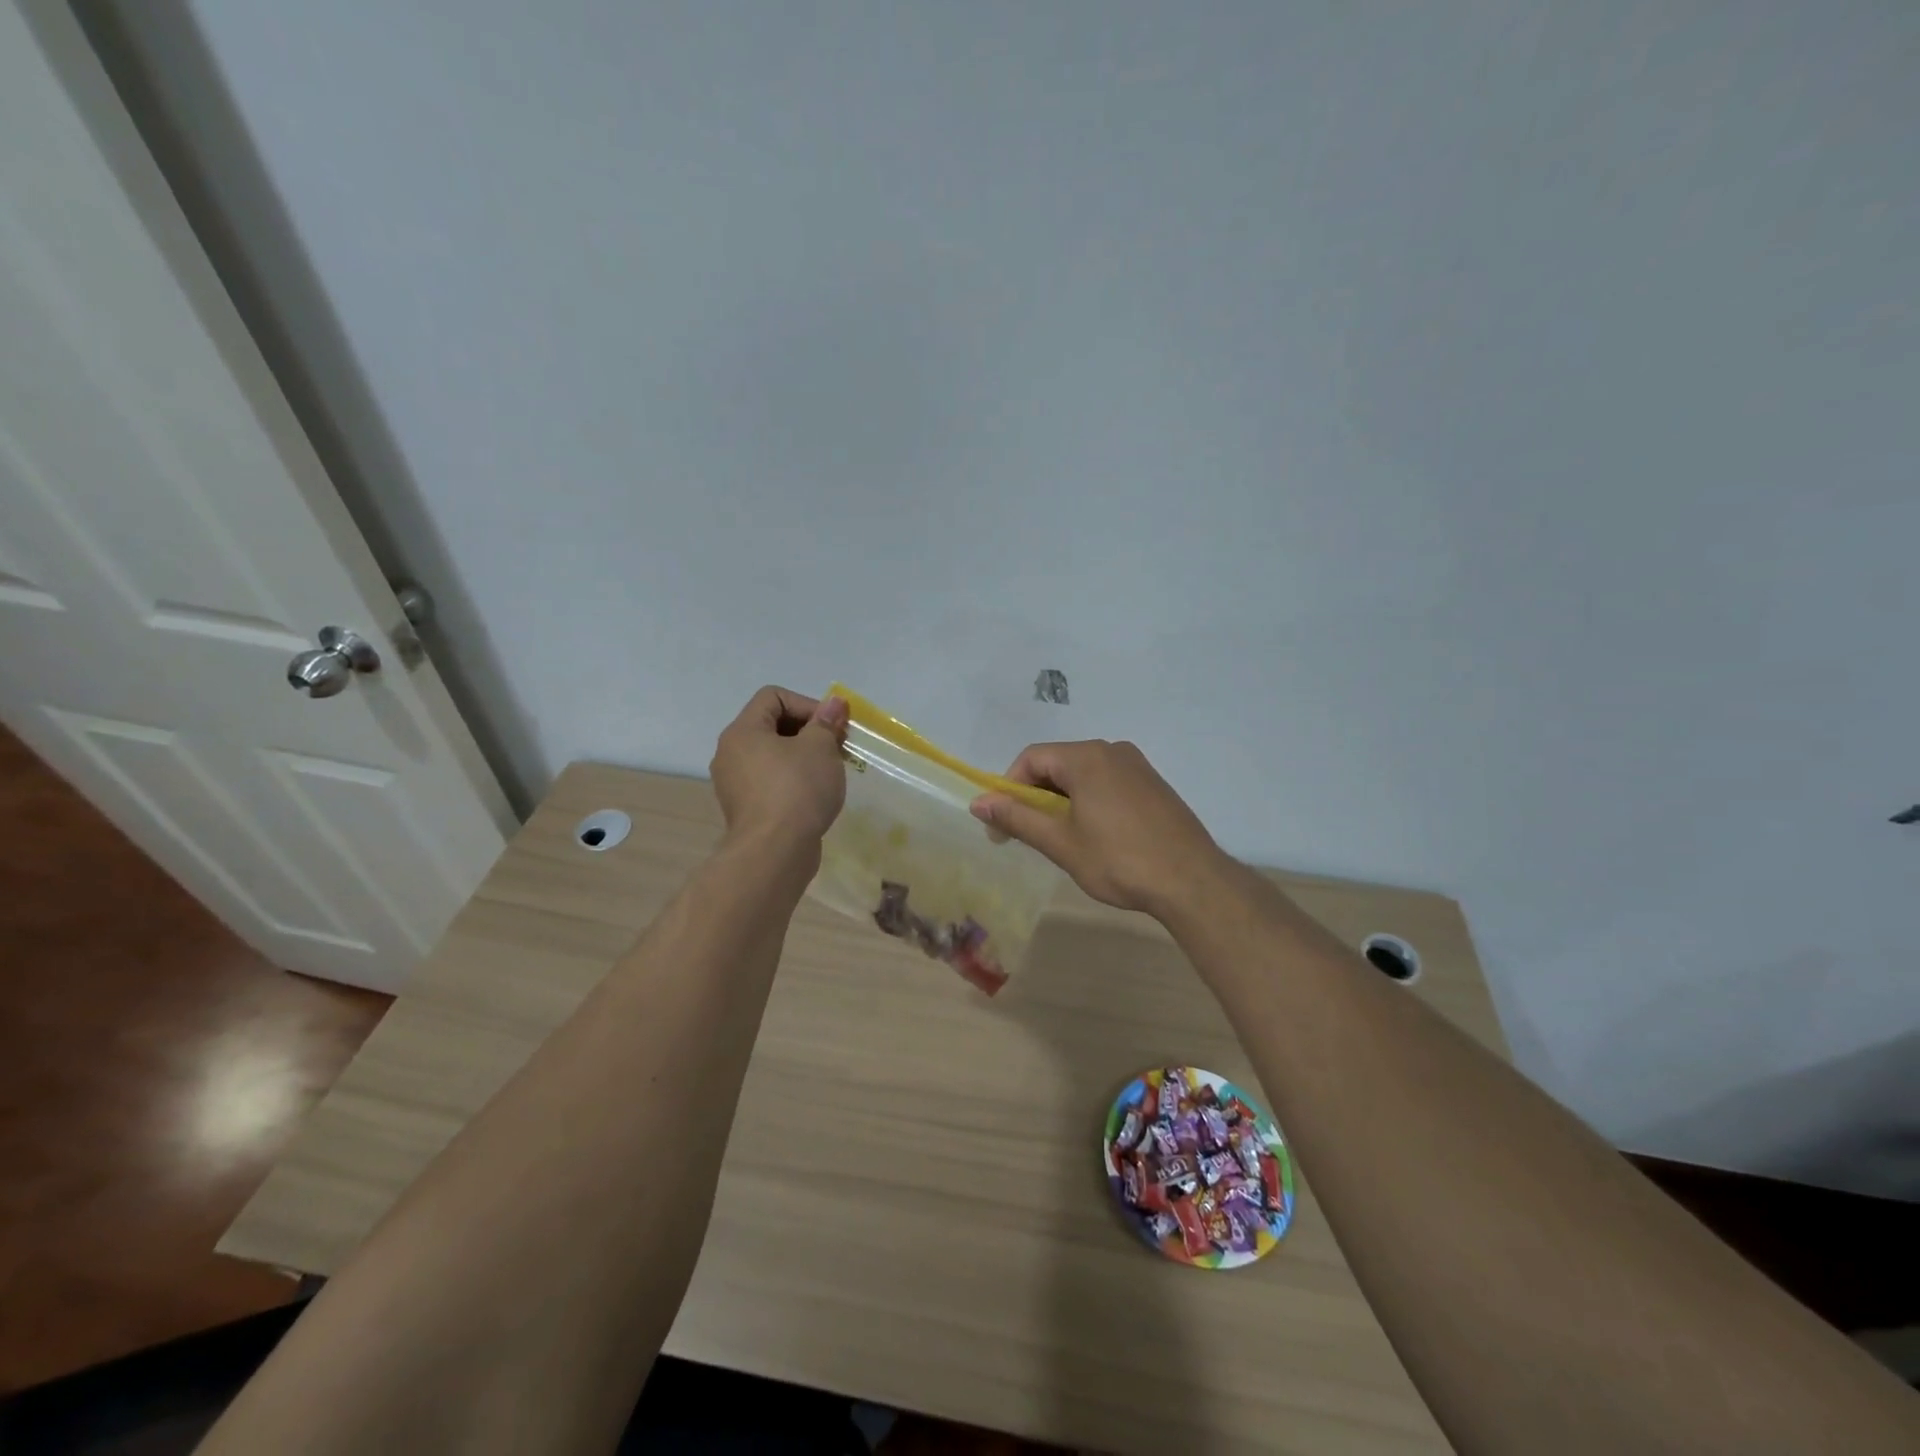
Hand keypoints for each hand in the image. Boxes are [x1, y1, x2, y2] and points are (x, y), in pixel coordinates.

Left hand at [709, 687, 848, 852]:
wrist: (775, 852)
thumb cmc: (797, 789)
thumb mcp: (820, 748)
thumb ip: (826, 722)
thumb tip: (834, 702)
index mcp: (743, 731)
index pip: (773, 696)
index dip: (807, 703)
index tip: (832, 725)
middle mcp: (731, 753)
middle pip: (772, 725)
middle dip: (809, 731)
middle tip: (837, 746)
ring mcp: (735, 784)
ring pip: (773, 756)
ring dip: (803, 757)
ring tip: (830, 771)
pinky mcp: (746, 809)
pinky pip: (771, 782)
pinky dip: (793, 781)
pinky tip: (815, 795)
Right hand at [969, 740, 1227, 917]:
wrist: (1192, 881)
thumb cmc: (1119, 860)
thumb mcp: (1060, 842)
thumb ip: (1017, 818)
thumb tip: (978, 802)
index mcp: (1086, 757)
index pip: (1031, 758)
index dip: (1009, 789)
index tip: (1003, 826)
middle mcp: (1112, 750)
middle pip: (1057, 764)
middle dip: (1035, 797)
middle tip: (1029, 836)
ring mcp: (1138, 766)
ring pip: (1083, 775)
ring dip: (1063, 801)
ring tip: (1062, 839)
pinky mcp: (1154, 785)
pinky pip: (1108, 783)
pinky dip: (1090, 802)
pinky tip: (1097, 836)